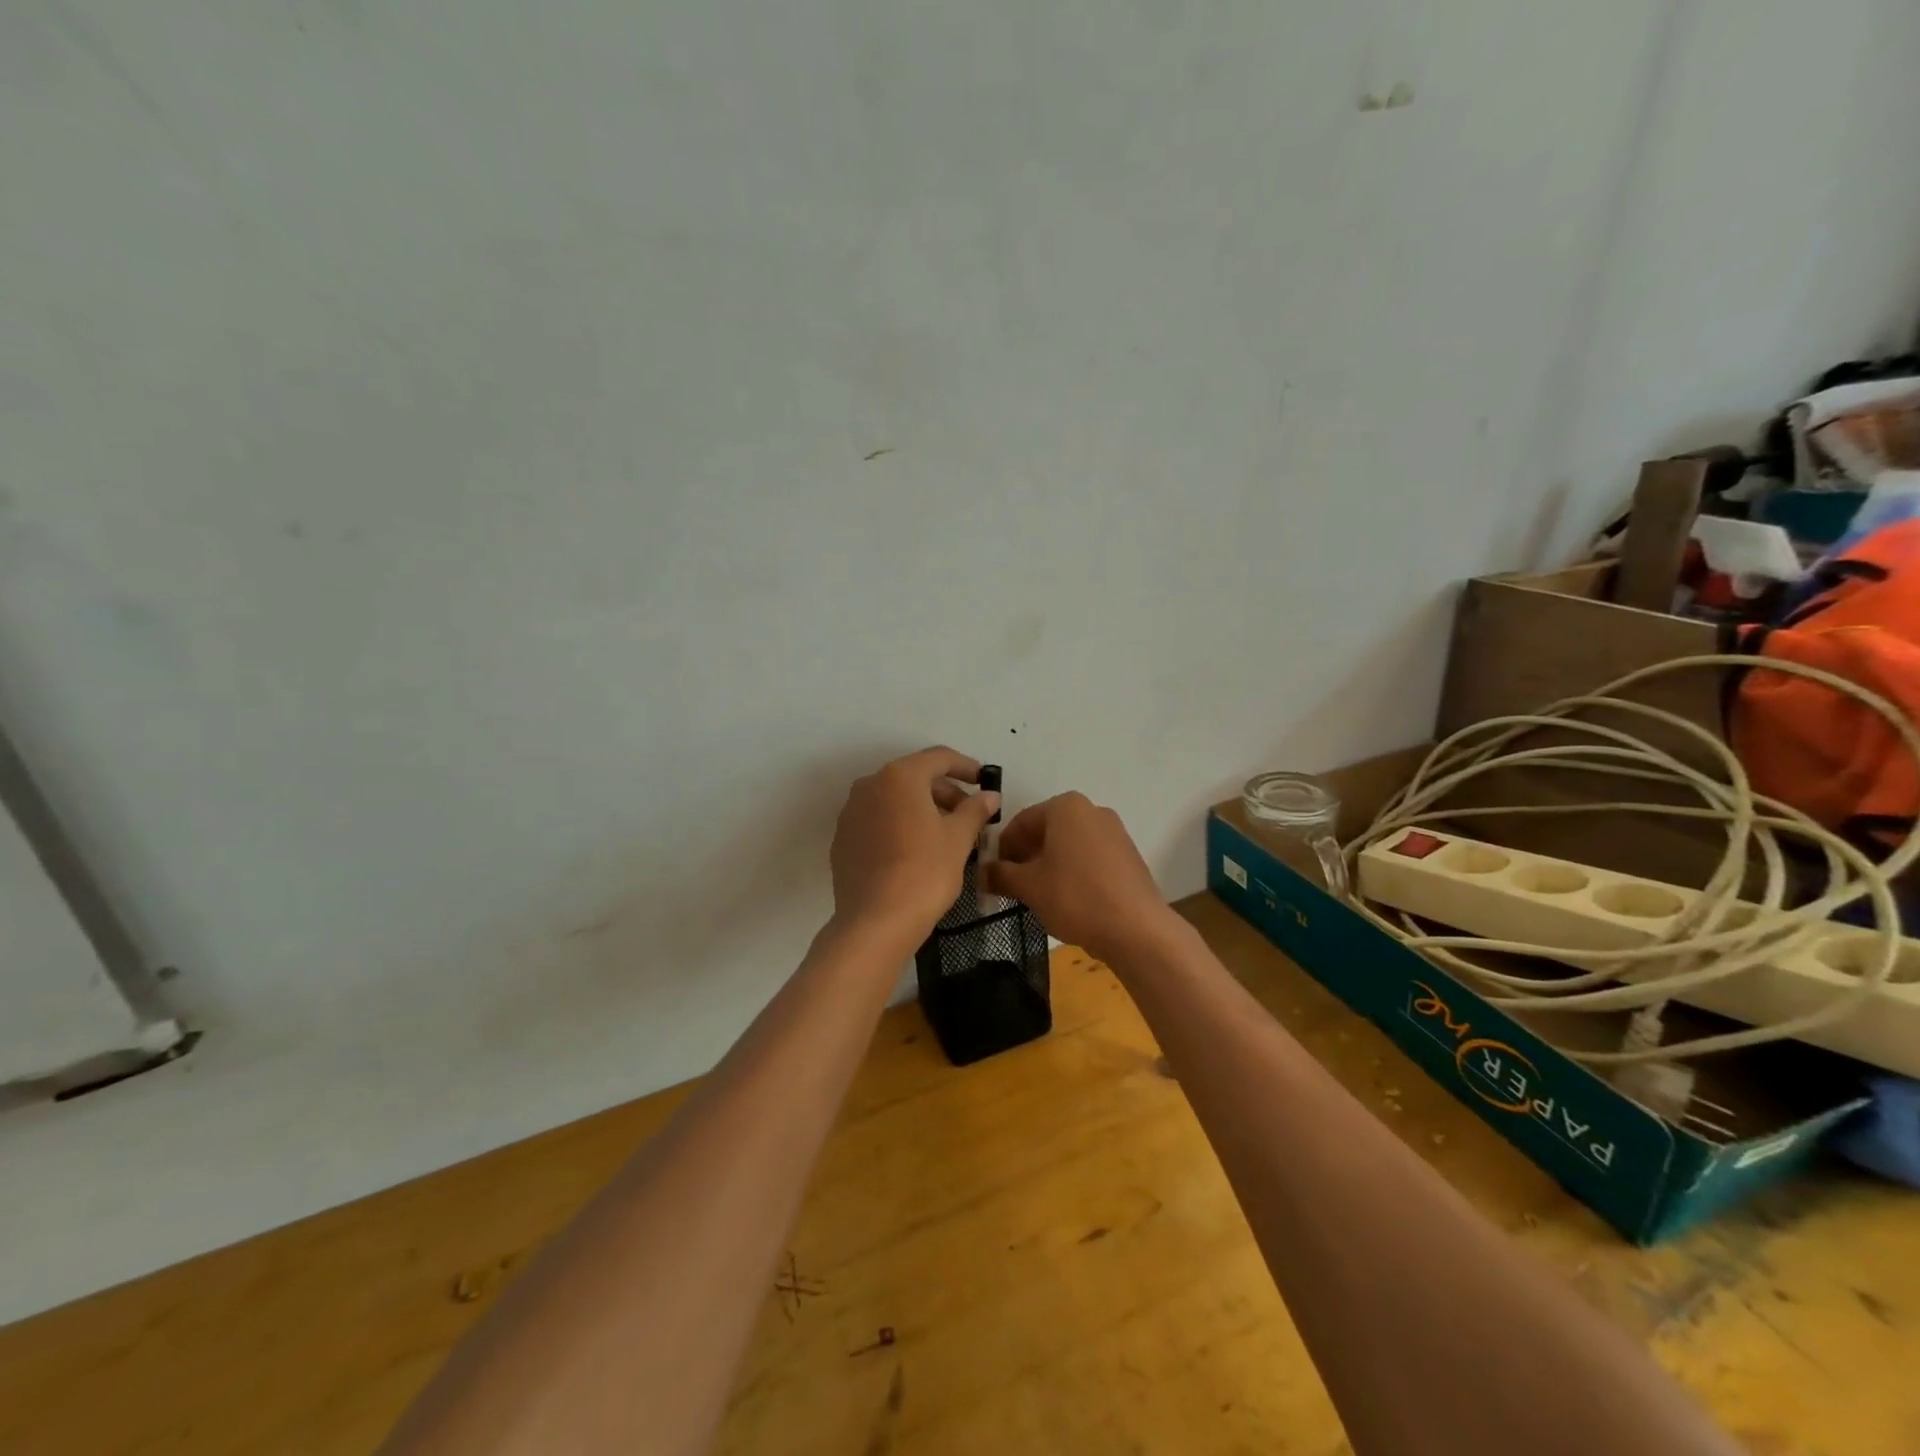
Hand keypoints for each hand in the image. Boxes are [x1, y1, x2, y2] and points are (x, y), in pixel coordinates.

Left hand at [830, 747, 999, 943]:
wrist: (875, 922)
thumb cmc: (924, 872)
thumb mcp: (958, 839)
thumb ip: (975, 810)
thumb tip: (990, 796)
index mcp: (900, 777)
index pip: (939, 758)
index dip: (966, 767)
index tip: (984, 781)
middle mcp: (870, 785)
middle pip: (915, 777)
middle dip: (945, 792)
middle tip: (970, 814)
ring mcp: (851, 812)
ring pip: (894, 799)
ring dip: (922, 808)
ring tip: (946, 834)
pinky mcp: (843, 839)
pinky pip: (878, 821)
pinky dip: (900, 825)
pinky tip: (916, 850)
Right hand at [983, 793, 1177, 963]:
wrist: (1137, 929)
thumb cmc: (1075, 897)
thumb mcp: (1029, 886)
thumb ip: (1000, 875)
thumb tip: (980, 872)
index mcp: (1065, 807)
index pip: (1020, 822)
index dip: (1002, 849)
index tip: (993, 874)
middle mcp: (1091, 810)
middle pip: (1045, 831)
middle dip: (1025, 856)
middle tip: (1012, 886)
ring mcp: (1114, 831)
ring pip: (1068, 845)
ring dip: (1048, 865)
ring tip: (1038, 896)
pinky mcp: (1127, 855)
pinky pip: (1089, 857)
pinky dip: (1072, 871)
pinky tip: (1067, 899)